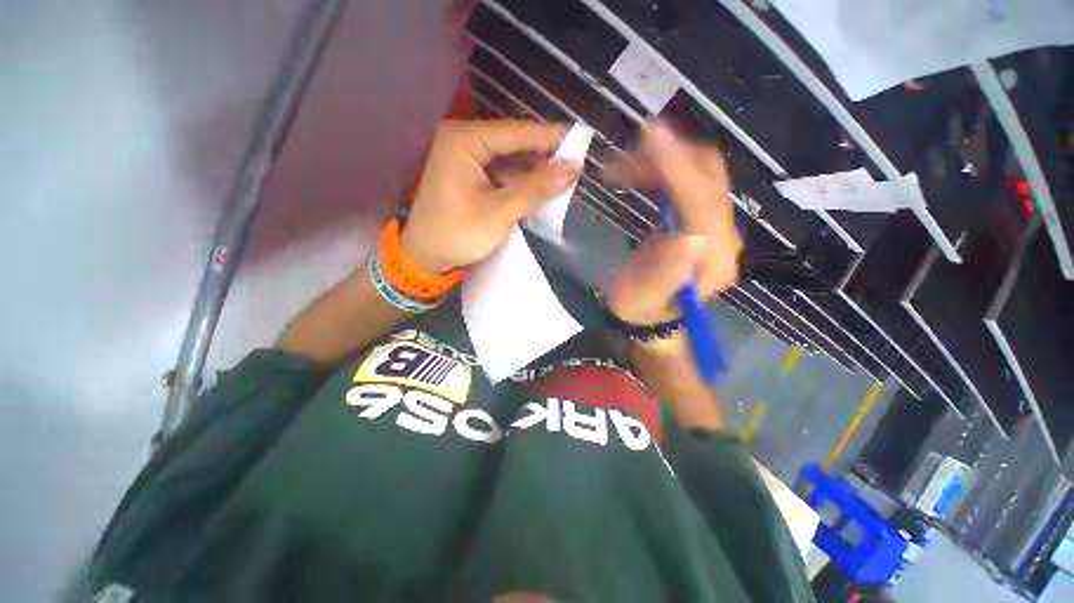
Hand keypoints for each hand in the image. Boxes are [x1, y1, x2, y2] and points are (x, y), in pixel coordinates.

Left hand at [401, 119, 580, 272]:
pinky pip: (498, 171)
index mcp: (465, 140)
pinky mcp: (465, 174)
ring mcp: (462, 157)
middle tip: (574, 162)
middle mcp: (462, 140)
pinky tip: (537, 188)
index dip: (550, 136)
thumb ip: (536, 188)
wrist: (425, 257)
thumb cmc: (459, 233)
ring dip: (532, 170)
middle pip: (512, 143)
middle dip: (542, 155)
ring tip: (562, 177)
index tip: (581, 139)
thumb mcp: (501, 212)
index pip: (516, 132)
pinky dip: (518, 180)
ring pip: (507, 158)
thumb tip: (573, 168)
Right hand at [604, 124, 741, 325]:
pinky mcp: (701, 218)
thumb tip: (687, 239)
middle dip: (671, 157)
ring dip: (663, 160)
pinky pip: (690, 180)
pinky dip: (663, 168)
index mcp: (712, 262)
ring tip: (623, 164)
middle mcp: (723, 239)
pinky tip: (636, 170)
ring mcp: (714, 226)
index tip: (650, 137)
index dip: (679, 171)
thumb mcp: (642, 299)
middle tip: (629, 150)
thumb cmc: (640, 308)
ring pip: (701, 173)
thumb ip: (664, 275)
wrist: (649, 312)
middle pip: (710, 180)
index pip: (704, 206)